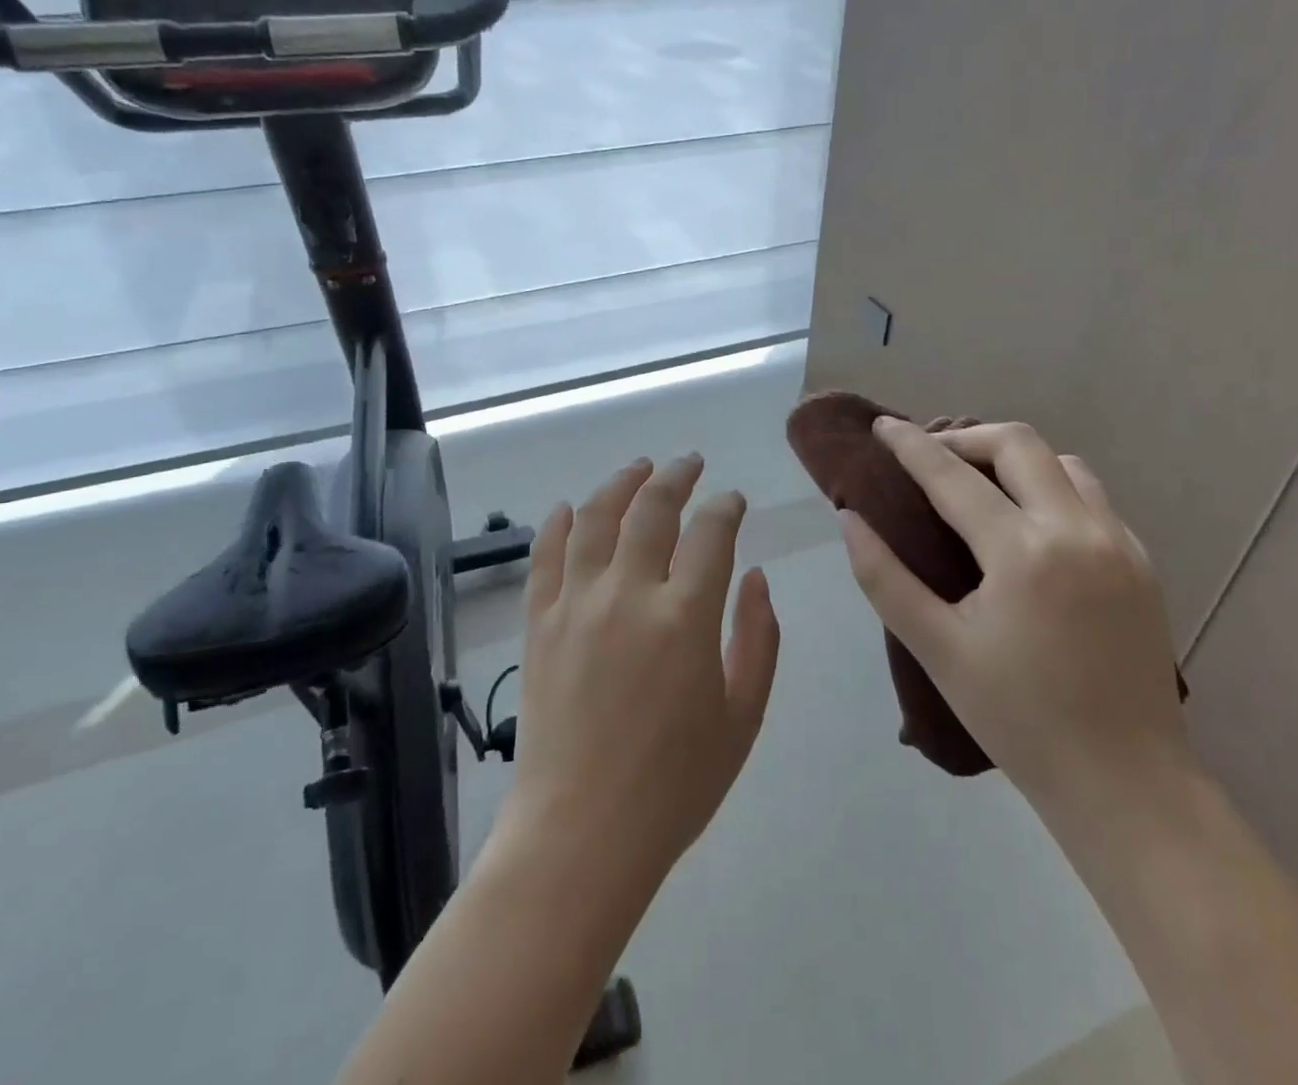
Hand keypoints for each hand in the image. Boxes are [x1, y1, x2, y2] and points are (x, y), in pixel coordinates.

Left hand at [498, 455, 780, 891]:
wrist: (581, 833)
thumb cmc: (674, 784)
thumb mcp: (742, 717)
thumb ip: (758, 639)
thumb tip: (755, 577)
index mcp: (685, 617)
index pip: (711, 532)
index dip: (726, 507)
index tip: (733, 500)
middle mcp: (629, 593)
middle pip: (652, 508)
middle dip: (677, 476)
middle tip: (690, 463)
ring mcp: (576, 603)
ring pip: (597, 517)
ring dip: (621, 482)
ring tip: (639, 467)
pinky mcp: (539, 622)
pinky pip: (546, 555)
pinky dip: (559, 523)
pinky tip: (571, 507)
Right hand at [838, 419, 1187, 808]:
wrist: (1126, 784)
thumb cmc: (1019, 719)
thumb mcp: (937, 649)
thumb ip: (884, 578)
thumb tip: (850, 519)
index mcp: (1022, 552)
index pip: (952, 475)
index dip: (911, 445)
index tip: (883, 426)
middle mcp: (1076, 530)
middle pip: (1018, 443)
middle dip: (966, 437)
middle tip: (931, 457)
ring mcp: (1119, 543)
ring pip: (1063, 463)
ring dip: (1015, 459)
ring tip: (980, 484)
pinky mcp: (1142, 563)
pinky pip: (1093, 498)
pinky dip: (1052, 489)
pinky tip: (1030, 525)